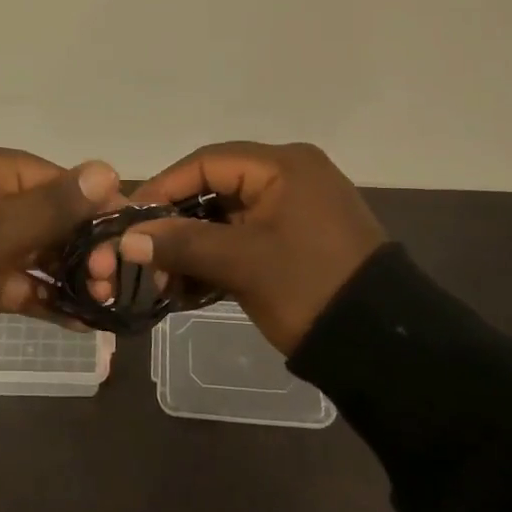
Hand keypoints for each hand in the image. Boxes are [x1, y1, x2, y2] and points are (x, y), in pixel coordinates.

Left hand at [0, 142, 123, 335]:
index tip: (126, 232)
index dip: (90, 202)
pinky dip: (39, 293)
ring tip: (103, 301)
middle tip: (112, 279)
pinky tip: (78, 319)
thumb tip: (108, 168)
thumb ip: (56, 205)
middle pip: (42, 211)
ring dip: (65, 272)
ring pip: (30, 246)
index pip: (49, 175)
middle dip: (80, 245)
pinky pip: (12, 274)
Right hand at [102, 141, 387, 352]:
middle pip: (214, 188)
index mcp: (283, 165)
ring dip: (193, 246)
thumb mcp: (242, 263)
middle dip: (176, 224)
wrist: (385, 348)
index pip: (205, 163)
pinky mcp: (297, 239)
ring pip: (226, 216)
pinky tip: (189, 286)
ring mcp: (295, 208)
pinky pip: (244, 237)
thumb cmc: (310, 288)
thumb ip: (182, 244)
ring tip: (165, 281)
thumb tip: (126, 238)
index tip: (128, 218)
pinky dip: (217, 258)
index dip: (162, 188)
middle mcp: (289, 175)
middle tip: (143, 255)